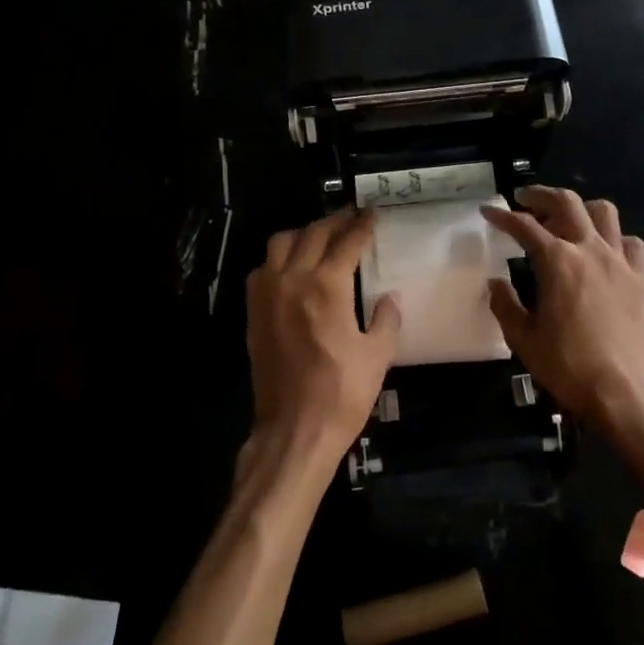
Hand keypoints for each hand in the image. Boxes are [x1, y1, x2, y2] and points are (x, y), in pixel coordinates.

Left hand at [245, 209, 400, 468]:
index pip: (346, 243)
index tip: (371, 215)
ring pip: (280, 244)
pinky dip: (279, 258)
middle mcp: (292, 280)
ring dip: (303, 234)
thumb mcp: (377, 355)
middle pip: (312, 234)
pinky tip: (292, 268)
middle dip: (333, 223)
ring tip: (320, 237)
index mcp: (326, 286)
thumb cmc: (342, 393)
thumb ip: (386, 319)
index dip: (361, 226)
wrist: (294, 429)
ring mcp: (267, 294)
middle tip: (350, 219)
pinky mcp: (253, 312)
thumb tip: (390, 298)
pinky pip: (262, 269)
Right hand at [483, 188, 643, 438]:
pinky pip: (630, 242)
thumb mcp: (522, 338)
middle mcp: (589, 250)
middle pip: (566, 203)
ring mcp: (618, 260)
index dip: (502, 215)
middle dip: (540, 195)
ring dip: (580, 208)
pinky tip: (602, 250)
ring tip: (565, 220)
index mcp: (557, 261)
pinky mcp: (638, 277)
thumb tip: (496, 282)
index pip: (523, 226)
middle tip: (523, 199)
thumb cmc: (567, 365)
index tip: (488, 211)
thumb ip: (505, 304)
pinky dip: (614, 237)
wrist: (623, 389)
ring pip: (603, 212)